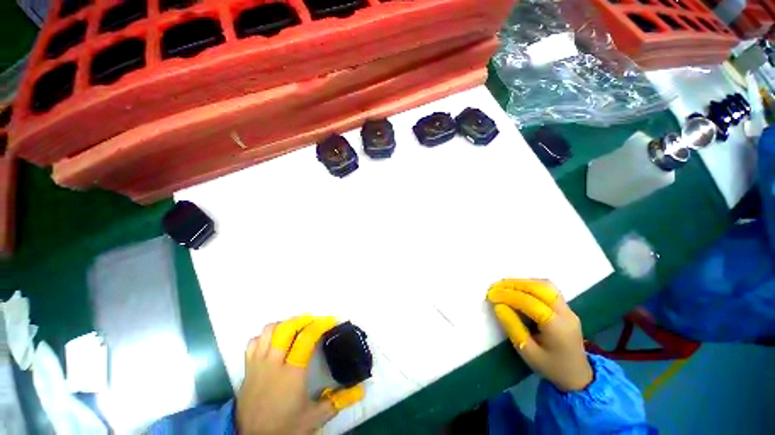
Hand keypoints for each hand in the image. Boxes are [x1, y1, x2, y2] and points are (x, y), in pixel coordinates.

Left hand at [236, 315, 364, 434]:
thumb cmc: (285, 427)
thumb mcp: (314, 418)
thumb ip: (338, 401)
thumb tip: (361, 390)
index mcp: (292, 373)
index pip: (306, 338)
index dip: (320, 324)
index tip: (331, 321)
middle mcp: (274, 363)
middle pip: (286, 328)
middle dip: (302, 319)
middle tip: (314, 321)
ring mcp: (258, 364)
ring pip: (269, 331)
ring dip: (284, 324)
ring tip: (295, 328)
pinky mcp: (247, 368)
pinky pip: (253, 342)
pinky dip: (265, 336)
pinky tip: (274, 340)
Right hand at [487, 279, 592, 391]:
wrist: (578, 376)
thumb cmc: (551, 367)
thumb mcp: (528, 352)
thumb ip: (513, 328)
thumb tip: (498, 306)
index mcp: (556, 327)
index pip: (529, 302)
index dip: (508, 296)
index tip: (491, 295)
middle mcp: (565, 313)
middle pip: (539, 288)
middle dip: (514, 285)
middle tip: (496, 286)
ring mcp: (568, 309)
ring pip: (545, 285)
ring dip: (522, 282)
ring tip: (504, 285)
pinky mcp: (566, 307)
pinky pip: (548, 289)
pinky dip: (531, 285)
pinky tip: (519, 288)